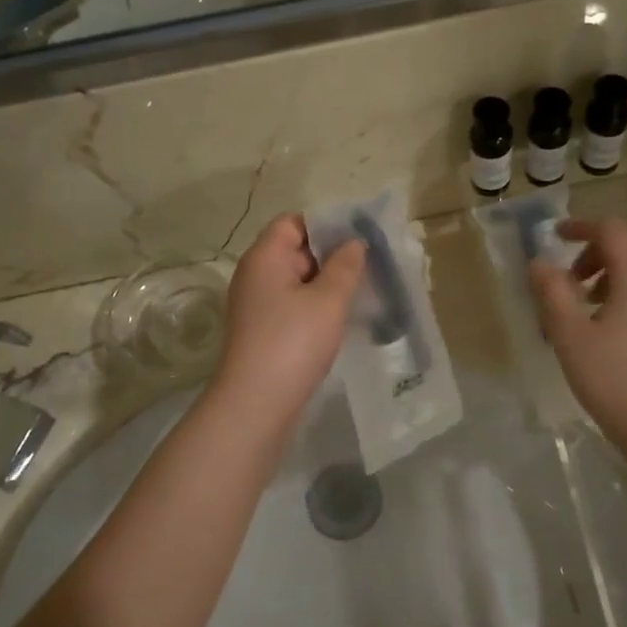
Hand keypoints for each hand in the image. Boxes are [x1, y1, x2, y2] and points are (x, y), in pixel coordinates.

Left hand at [212, 214, 365, 426]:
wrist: (256, 404)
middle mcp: (255, 275)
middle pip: (295, 249)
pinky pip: (293, 305)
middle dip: (331, 254)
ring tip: (363, 290)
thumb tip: (354, 242)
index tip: (359, 236)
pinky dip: (316, 306)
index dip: (325, 224)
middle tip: (370, 264)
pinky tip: (342, 318)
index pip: (293, 222)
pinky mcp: (263, 331)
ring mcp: (257, 305)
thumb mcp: (328, 300)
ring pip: (297, 281)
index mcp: (265, 257)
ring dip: (327, 283)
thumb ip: (345, 266)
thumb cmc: (293, 342)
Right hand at [529, 218, 626, 457]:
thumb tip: (539, 262)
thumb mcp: (569, 335)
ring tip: (586, 298)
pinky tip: (610, 317)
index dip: (582, 226)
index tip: (555, 238)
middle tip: (572, 274)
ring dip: (615, 264)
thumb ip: (552, 291)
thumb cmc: (611, 379)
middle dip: (600, 245)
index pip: (613, 229)